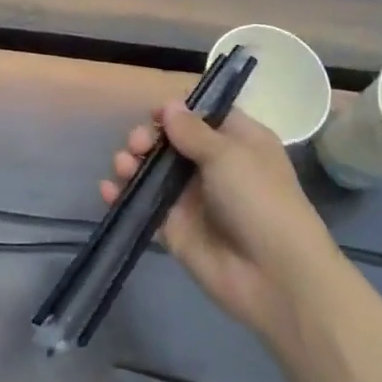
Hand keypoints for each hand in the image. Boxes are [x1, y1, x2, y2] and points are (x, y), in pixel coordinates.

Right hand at [101, 101, 338, 336]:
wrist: (273, 275)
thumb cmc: (259, 200)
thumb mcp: (228, 155)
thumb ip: (193, 131)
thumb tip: (169, 106)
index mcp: (238, 143)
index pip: (203, 116)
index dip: (177, 112)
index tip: (155, 113)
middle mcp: (214, 166)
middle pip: (170, 142)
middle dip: (148, 137)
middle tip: (137, 144)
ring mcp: (191, 198)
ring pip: (152, 171)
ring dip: (132, 163)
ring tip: (124, 166)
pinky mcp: (173, 228)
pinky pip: (143, 205)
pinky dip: (123, 195)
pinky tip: (108, 190)